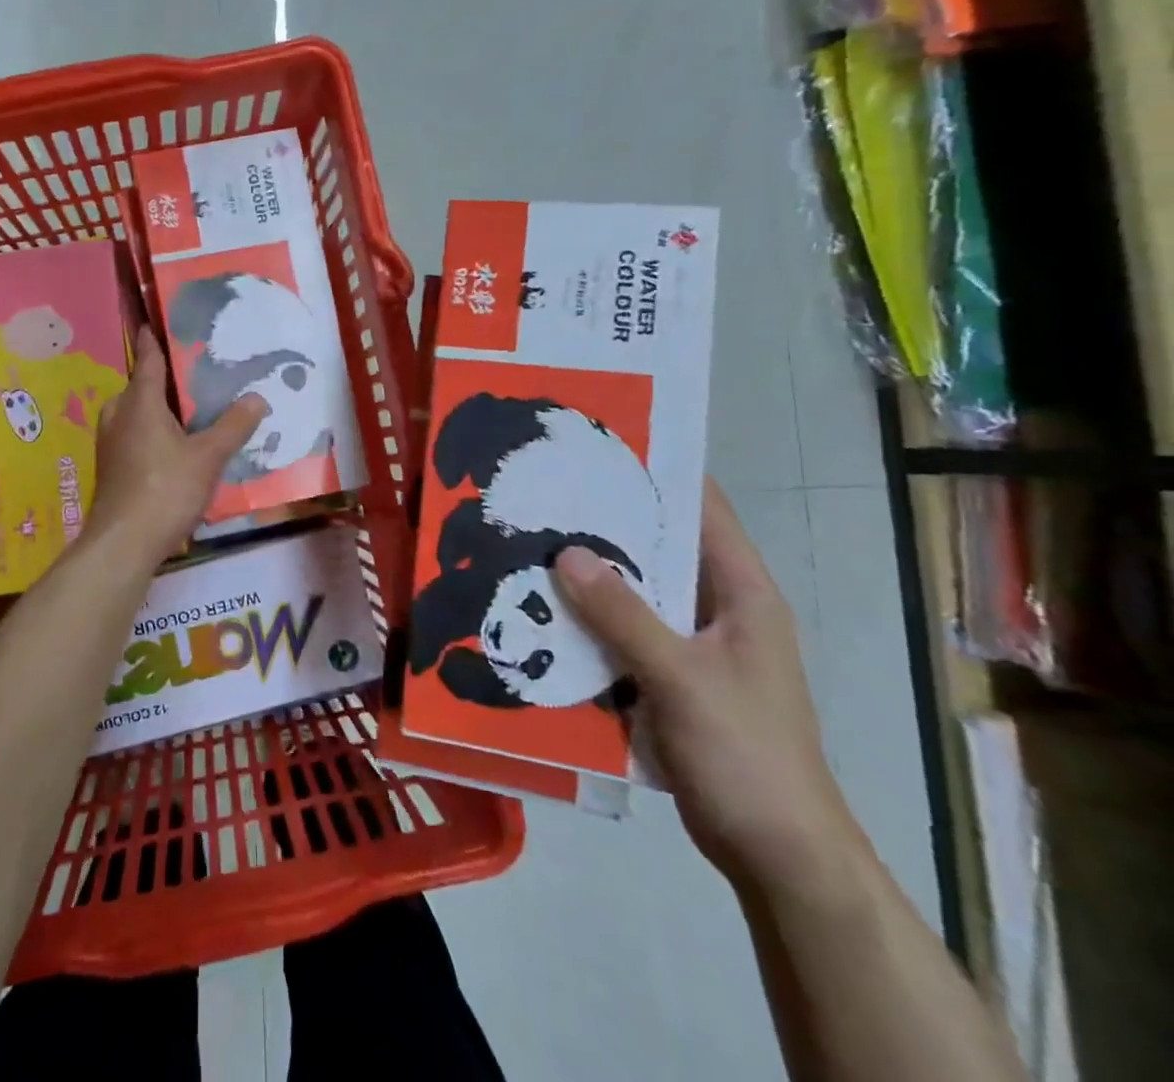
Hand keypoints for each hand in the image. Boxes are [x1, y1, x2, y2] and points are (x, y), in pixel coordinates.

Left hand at [87, 328, 266, 569]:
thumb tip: (257, 397)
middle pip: (140, 387)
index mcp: (139, 402)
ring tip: (188, 412)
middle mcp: (118, 415)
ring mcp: (109, 443)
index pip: (148, 360)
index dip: (154, 340)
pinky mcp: (110, 467)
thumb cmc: (165, 489)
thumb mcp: (208, 457)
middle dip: (162, 380)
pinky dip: (151, 432)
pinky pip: (132, 435)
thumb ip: (233, 426)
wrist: (123, 542)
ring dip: (157, 409)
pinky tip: (173, 447)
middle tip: (193, 375)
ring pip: (135, 413)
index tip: (154, 321)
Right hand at [552, 480, 865, 899]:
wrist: (777, 855)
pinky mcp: (666, 680)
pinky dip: (586, 623)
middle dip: (603, 526)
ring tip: (526, 545)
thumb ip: (623, 614)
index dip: (656, 476)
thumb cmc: (747, 754)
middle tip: (541, 497)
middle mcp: (717, 610)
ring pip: (633, 595)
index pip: (702, 513)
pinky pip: (619, 636)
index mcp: (743, 595)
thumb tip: (566, 552)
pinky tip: (539, 613)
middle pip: (657, 551)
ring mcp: (691, 647)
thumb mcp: (681, 678)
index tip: (596, 448)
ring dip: (588, 578)